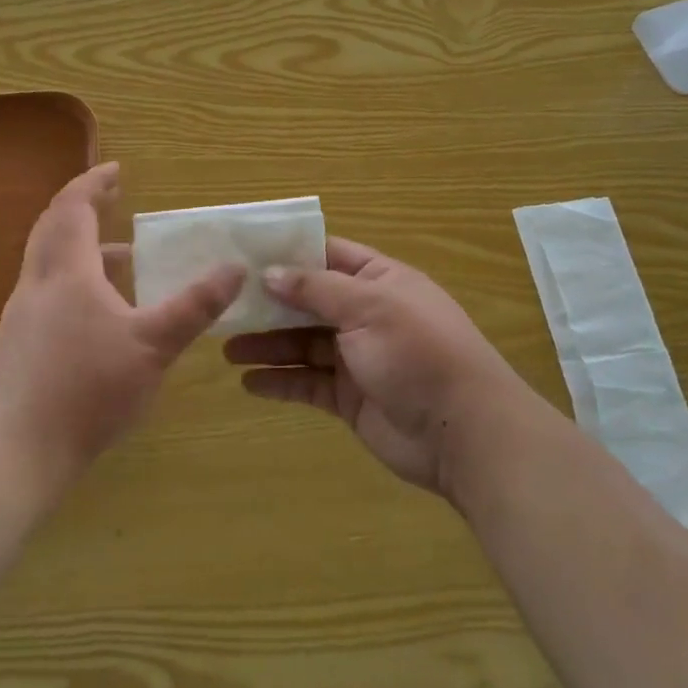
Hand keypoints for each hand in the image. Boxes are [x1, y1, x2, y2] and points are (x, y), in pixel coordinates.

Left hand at [0, 163, 243, 487]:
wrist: (17, 451)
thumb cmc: (88, 389)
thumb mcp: (154, 346)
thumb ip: (195, 306)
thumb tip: (235, 268)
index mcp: (68, 272)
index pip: (74, 207)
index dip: (94, 183)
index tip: (117, 170)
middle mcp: (38, 283)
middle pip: (52, 226)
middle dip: (82, 205)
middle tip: (112, 198)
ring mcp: (21, 314)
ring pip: (47, 261)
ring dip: (79, 246)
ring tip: (121, 258)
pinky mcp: (16, 344)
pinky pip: (45, 291)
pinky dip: (72, 280)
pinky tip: (97, 315)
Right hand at [226, 238, 523, 496]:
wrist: (463, 433)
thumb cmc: (418, 352)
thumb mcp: (368, 306)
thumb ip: (316, 288)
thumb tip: (270, 272)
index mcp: (379, 281)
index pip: (327, 256)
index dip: (288, 254)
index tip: (244, 255)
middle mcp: (365, 314)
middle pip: (308, 302)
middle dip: (269, 304)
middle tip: (223, 306)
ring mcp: (357, 357)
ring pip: (302, 344)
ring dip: (267, 345)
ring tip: (226, 348)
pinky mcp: (349, 397)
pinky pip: (307, 383)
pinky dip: (280, 382)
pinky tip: (249, 383)